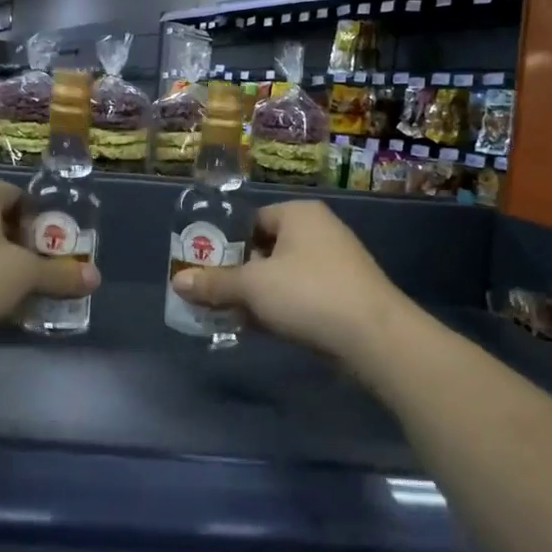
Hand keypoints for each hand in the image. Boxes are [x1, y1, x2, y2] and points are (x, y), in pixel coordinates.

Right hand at [169, 200, 416, 367]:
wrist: (374, 337)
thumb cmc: (309, 294)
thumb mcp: (252, 286)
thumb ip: (214, 283)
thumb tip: (177, 282)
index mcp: (299, 215)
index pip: (252, 220)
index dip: (225, 242)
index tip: (204, 266)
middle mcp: (319, 232)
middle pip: (265, 249)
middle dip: (237, 273)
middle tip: (210, 294)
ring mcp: (335, 266)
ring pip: (281, 277)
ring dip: (255, 296)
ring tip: (227, 315)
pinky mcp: (343, 297)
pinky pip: (300, 297)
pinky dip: (278, 310)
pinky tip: (258, 329)